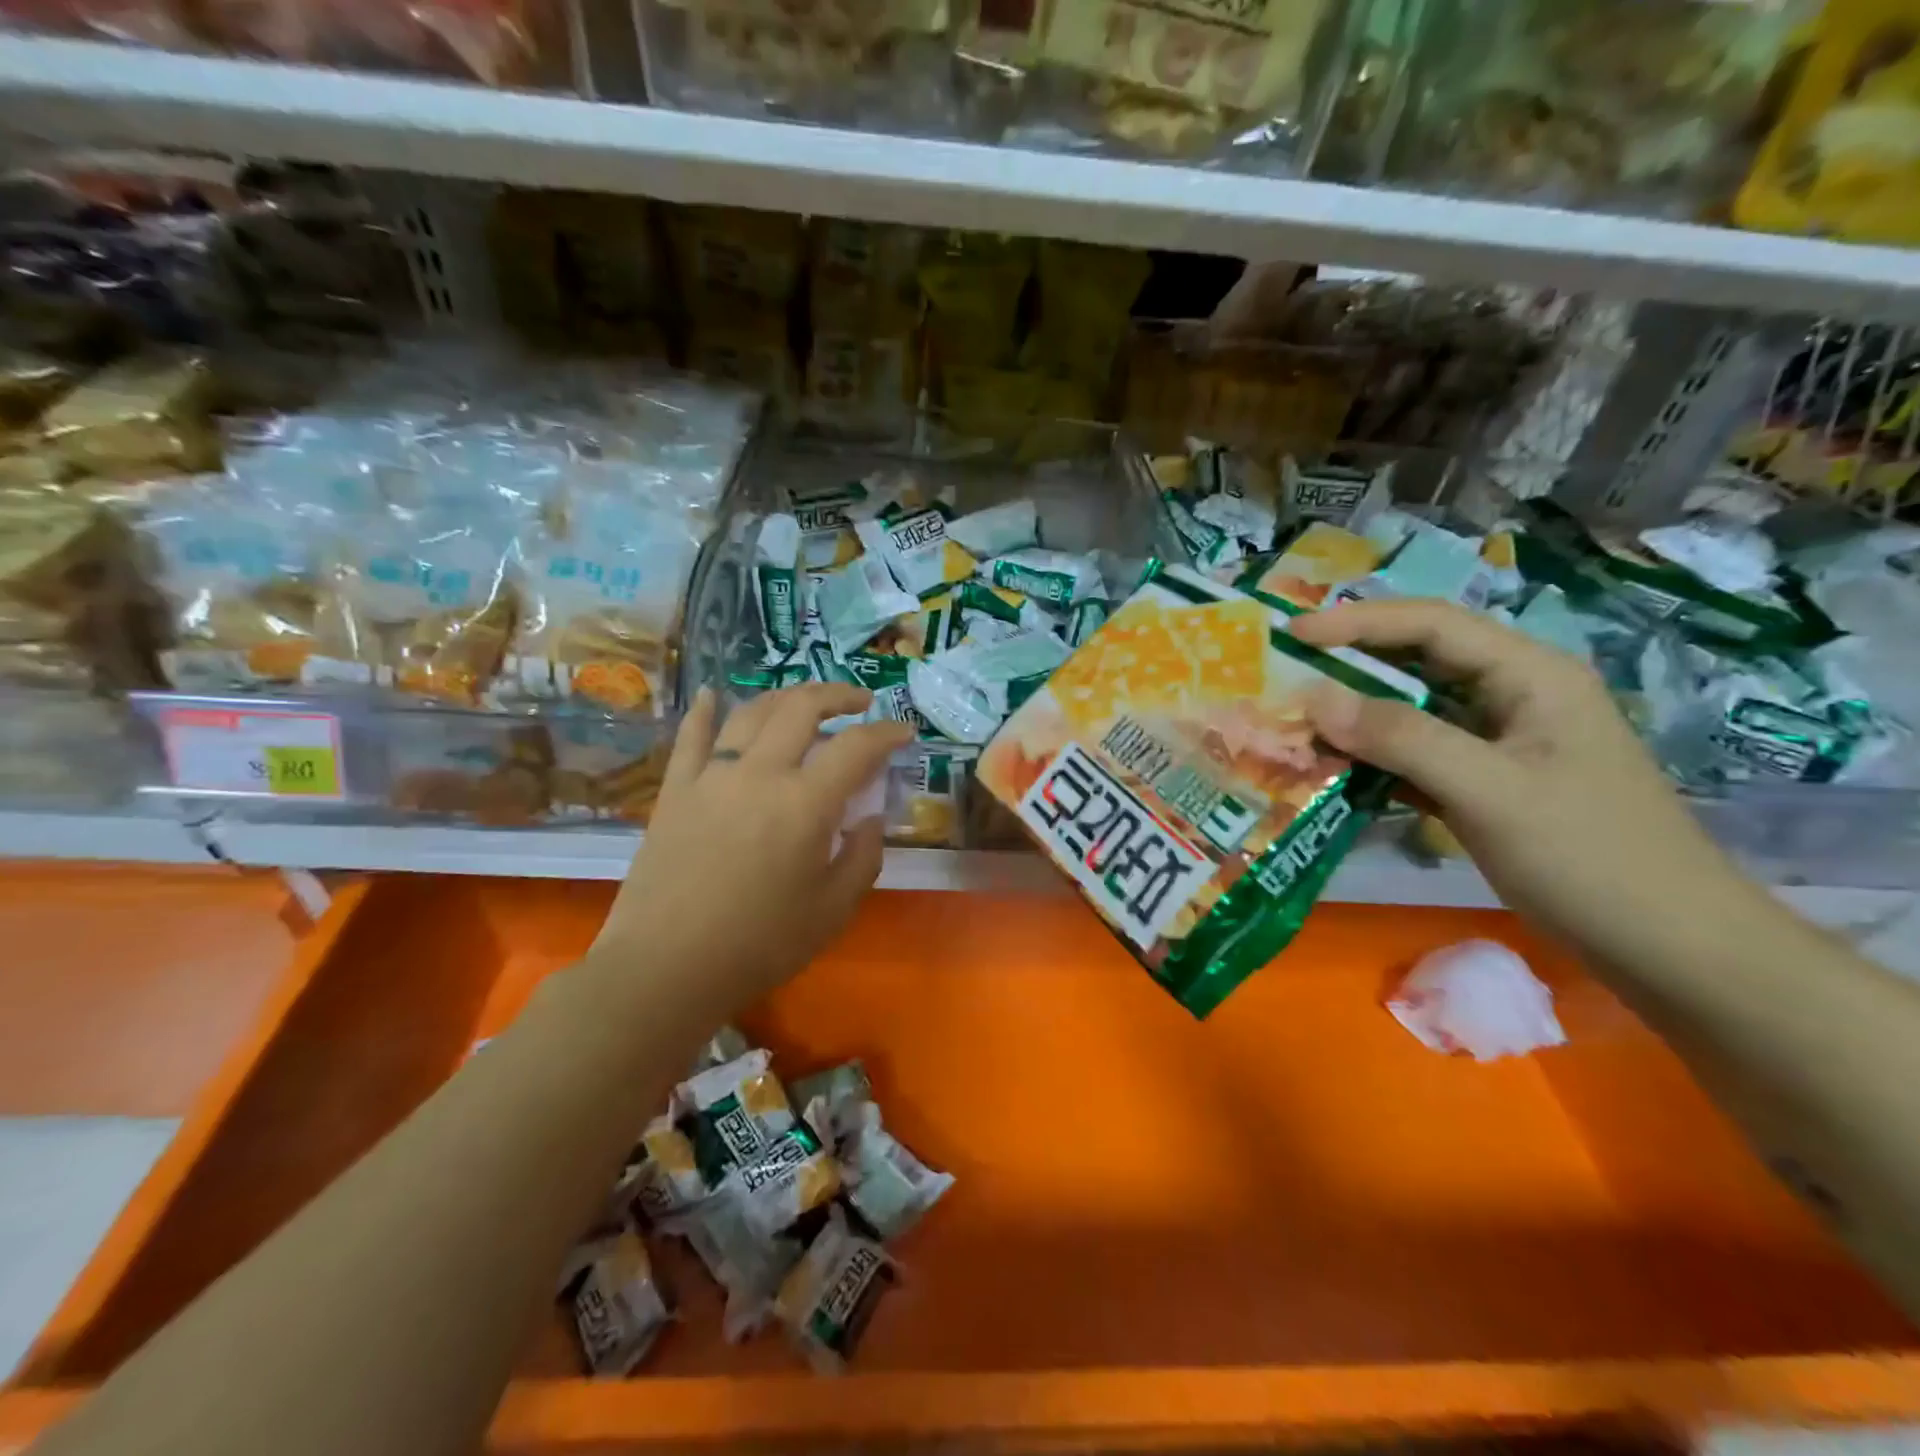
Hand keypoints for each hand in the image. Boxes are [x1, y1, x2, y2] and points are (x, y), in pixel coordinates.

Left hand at [590, 684, 911, 1012]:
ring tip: (805, 702)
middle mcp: (761, 774)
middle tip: (860, 702)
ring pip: (752, 713)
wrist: (665, 968)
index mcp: (806, 804)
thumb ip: (862, 857)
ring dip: (785, 697)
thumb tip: (869, 820)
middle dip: (838, 696)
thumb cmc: (760, 946)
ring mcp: (712, 776)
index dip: (887, 733)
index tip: (904, 732)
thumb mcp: (833, 911)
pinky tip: (712, 695)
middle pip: (802, 709)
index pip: (857, 747)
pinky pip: (691, 737)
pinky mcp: (675, 790)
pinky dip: (704, 711)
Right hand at [1291, 599, 1766, 969]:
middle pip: (1419, 659)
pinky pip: (1417, 753)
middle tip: (1284, 673)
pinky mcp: (1487, 781)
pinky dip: (1375, 757)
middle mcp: (1513, 695)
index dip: (1358, 623)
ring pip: (1413, 709)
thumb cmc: (1588, 856)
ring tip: (1296, 721)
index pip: (1431, 625)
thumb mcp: (1489, 790)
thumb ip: (1400, 738)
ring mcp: (1500, 741)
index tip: (1291, 635)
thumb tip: (1313, 698)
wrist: (1669, 946)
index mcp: (1529, 675)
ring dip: (1357, 714)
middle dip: (1350, 663)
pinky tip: (1335, 769)